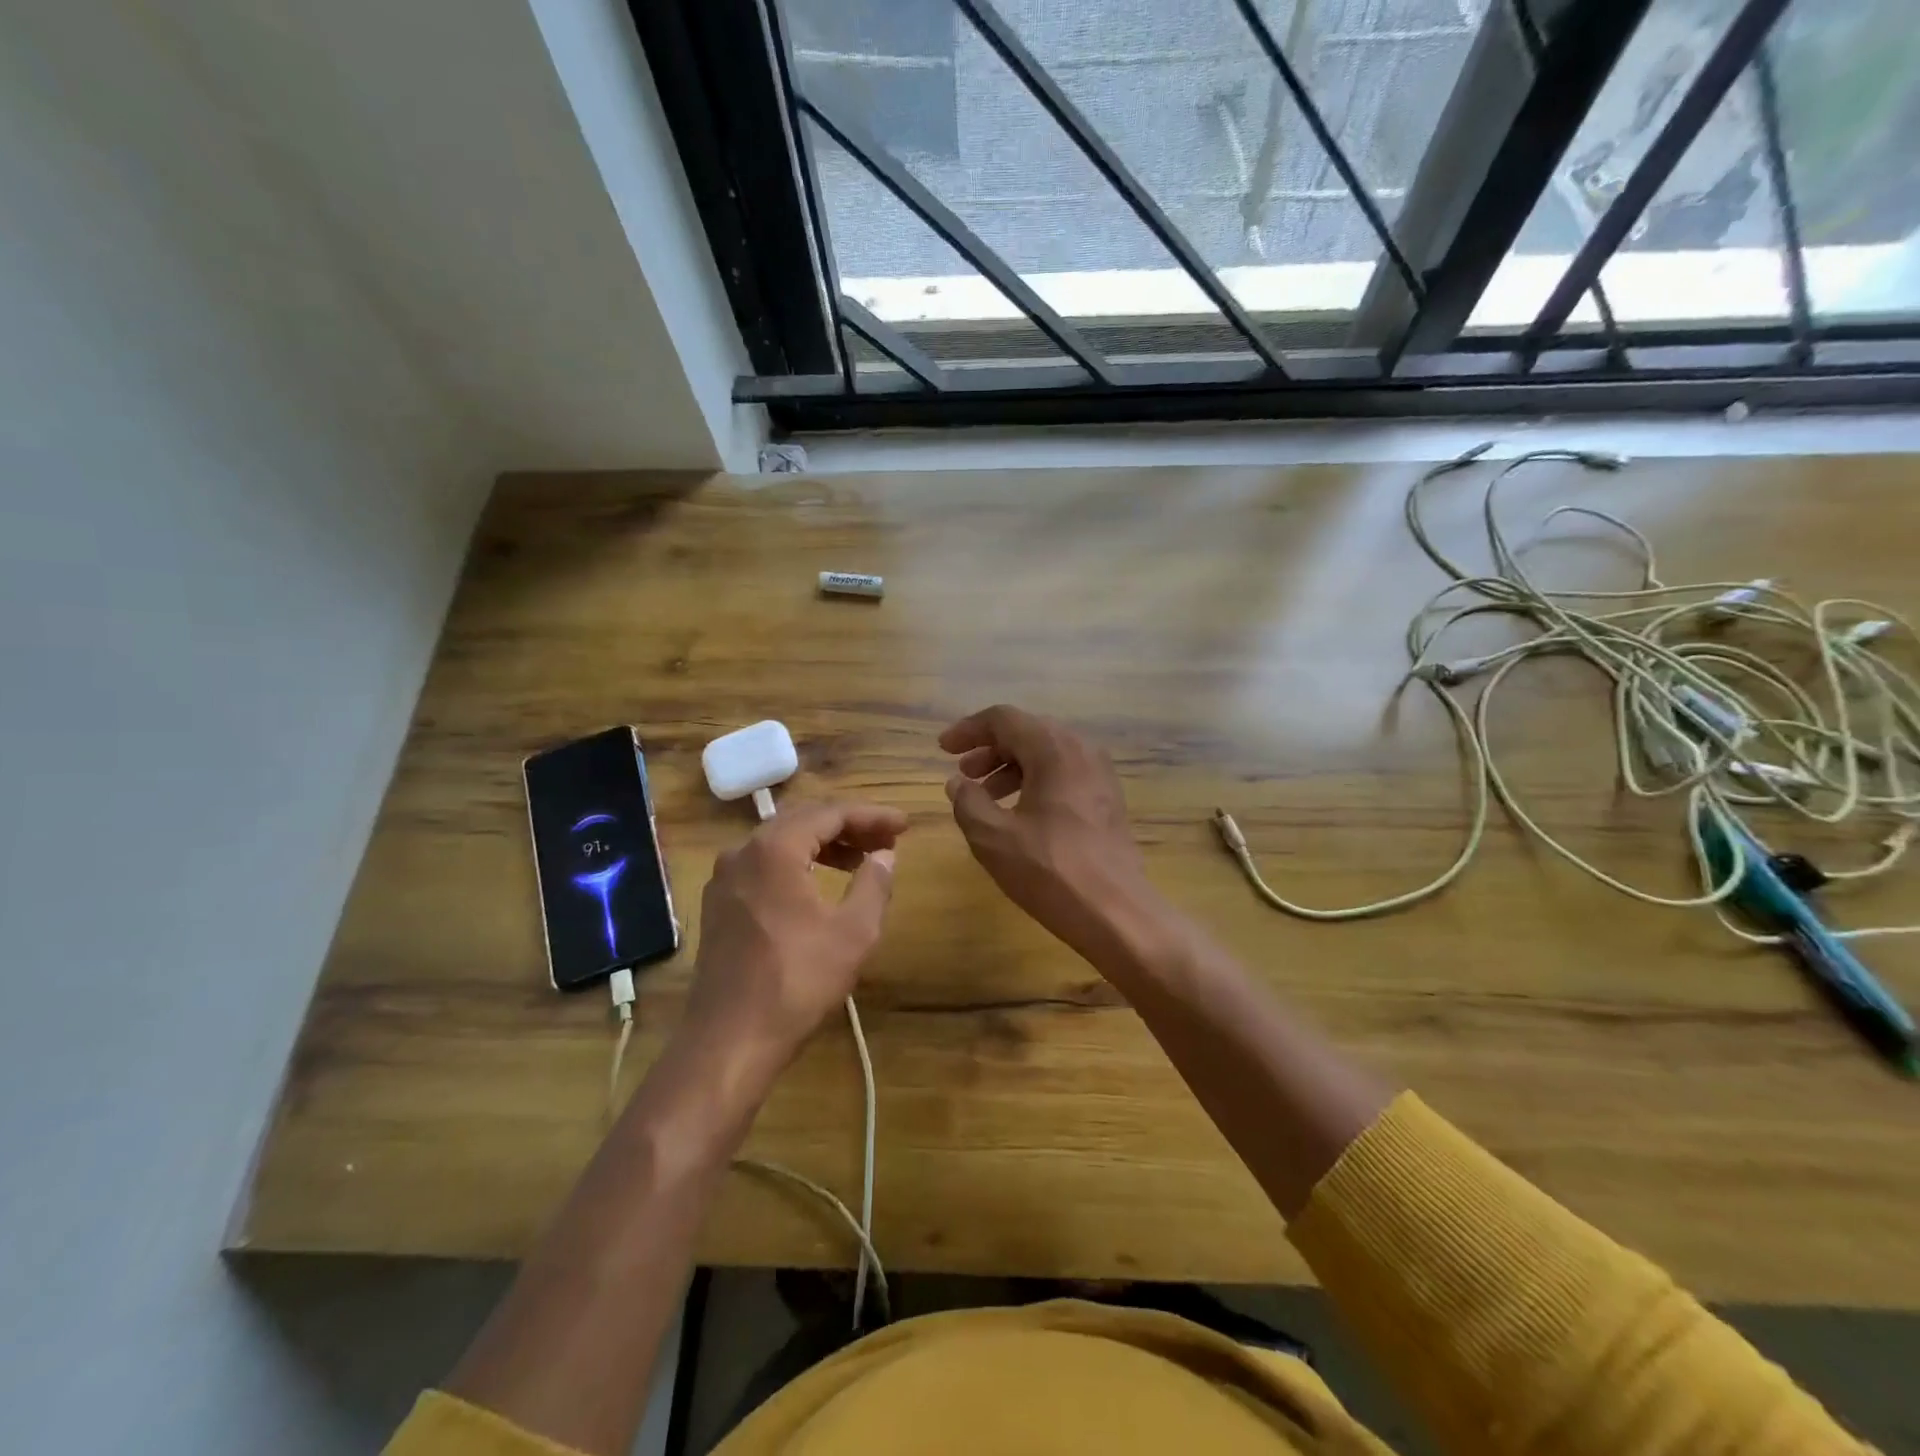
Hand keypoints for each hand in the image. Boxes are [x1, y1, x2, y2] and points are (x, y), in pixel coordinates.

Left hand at [684, 801, 906, 1073]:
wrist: (730, 1040)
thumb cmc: (797, 982)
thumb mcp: (853, 932)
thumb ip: (874, 883)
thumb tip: (884, 856)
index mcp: (774, 849)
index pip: (830, 814)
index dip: (871, 816)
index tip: (904, 825)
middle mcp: (743, 852)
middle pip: (803, 820)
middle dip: (848, 826)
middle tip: (886, 840)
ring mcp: (725, 878)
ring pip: (780, 842)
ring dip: (823, 844)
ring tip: (859, 861)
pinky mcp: (719, 904)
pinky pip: (763, 865)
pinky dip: (797, 863)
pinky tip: (818, 884)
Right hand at [940, 705, 1166, 966]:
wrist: (1115, 911)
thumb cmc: (1049, 870)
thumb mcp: (992, 837)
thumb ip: (968, 801)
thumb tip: (958, 783)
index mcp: (1053, 748)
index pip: (1003, 718)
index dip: (968, 730)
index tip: (943, 750)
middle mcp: (1081, 749)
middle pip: (1027, 732)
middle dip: (990, 749)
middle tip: (963, 774)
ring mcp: (1100, 773)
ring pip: (1047, 754)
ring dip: (1011, 767)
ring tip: (984, 796)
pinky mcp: (1107, 798)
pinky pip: (1064, 773)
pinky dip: (1035, 781)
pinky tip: (1018, 812)